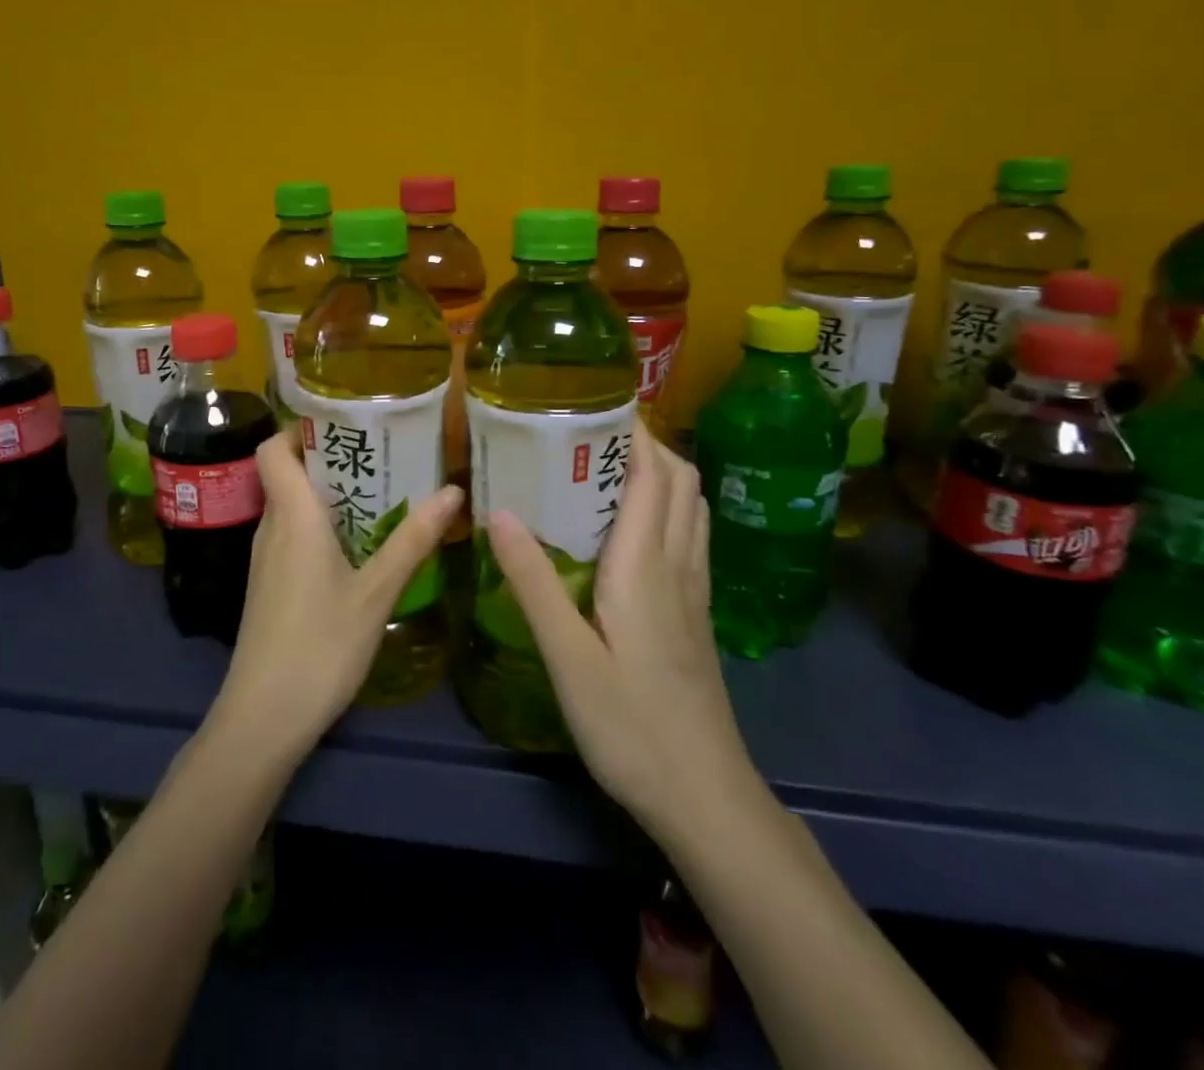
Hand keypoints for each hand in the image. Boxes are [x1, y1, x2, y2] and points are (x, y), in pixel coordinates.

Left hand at [208, 431, 462, 760]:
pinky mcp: (269, 586)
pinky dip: (321, 526)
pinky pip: (292, 536)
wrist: (264, 717)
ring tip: (379, 493)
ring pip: (291, 507)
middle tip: (380, 455)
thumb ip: (413, 540)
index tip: (343, 423)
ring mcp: (266, 559)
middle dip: (329, 459)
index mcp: (292, 516)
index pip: (272, 449)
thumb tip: (453, 490)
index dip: (298, 429)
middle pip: (287, 474)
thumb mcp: (377, 592)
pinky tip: (358, 546)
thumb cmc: (320, 645)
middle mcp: (272, 528)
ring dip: (328, 494)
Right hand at [487, 428, 749, 835]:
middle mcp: (678, 567)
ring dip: (663, 473)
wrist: (706, 797)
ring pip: (693, 508)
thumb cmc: (631, 726)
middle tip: (594, 432)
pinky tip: (636, 527)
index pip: (654, 476)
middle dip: (648, 444)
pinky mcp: (696, 616)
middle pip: (682, 482)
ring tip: (613, 465)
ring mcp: (694, 592)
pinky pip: (690, 538)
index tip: (598, 405)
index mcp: (645, 566)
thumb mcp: (568, 657)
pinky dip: (670, 508)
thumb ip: (534, 581)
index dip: (635, 433)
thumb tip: (497, 510)